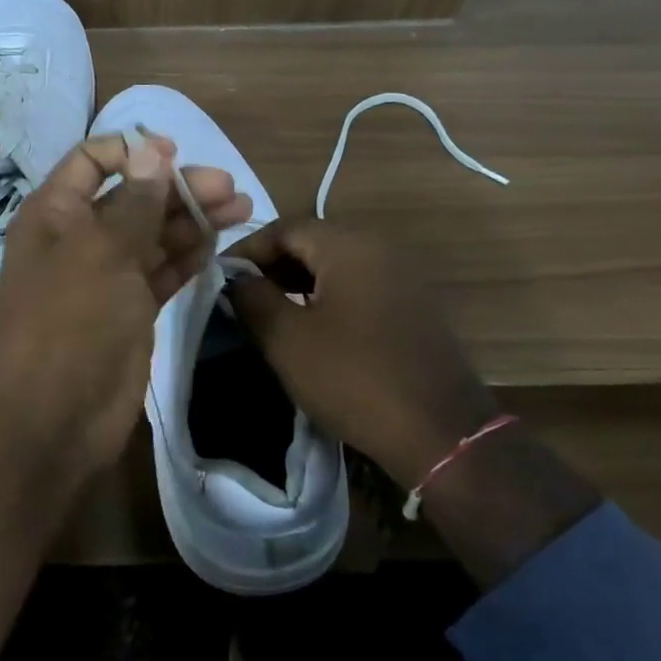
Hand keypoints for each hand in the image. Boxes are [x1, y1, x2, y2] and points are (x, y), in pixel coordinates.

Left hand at [0, 131, 252, 483]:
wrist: (50, 418)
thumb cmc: (68, 321)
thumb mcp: (101, 252)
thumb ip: (133, 203)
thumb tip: (152, 151)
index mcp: (56, 214)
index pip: (91, 162)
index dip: (132, 152)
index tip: (177, 152)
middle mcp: (79, 240)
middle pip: (133, 199)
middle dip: (179, 188)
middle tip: (231, 188)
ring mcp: (106, 279)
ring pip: (154, 237)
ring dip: (193, 221)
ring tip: (242, 208)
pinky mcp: (130, 313)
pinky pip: (161, 274)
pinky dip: (187, 258)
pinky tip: (217, 245)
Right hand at [223, 219, 498, 484]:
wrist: (440, 432)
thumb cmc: (353, 377)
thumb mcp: (287, 339)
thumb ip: (252, 298)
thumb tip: (236, 278)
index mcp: (349, 246)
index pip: (284, 228)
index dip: (246, 250)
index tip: (219, 278)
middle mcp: (380, 248)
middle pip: (312, 241)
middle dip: (271, 264)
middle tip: (241, 296)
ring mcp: (403, 275)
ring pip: (337, 263)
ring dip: (298, 280)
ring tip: (268, 311)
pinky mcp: (414, 304)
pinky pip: (360, 284)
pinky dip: (328, 294)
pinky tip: (311, 325)